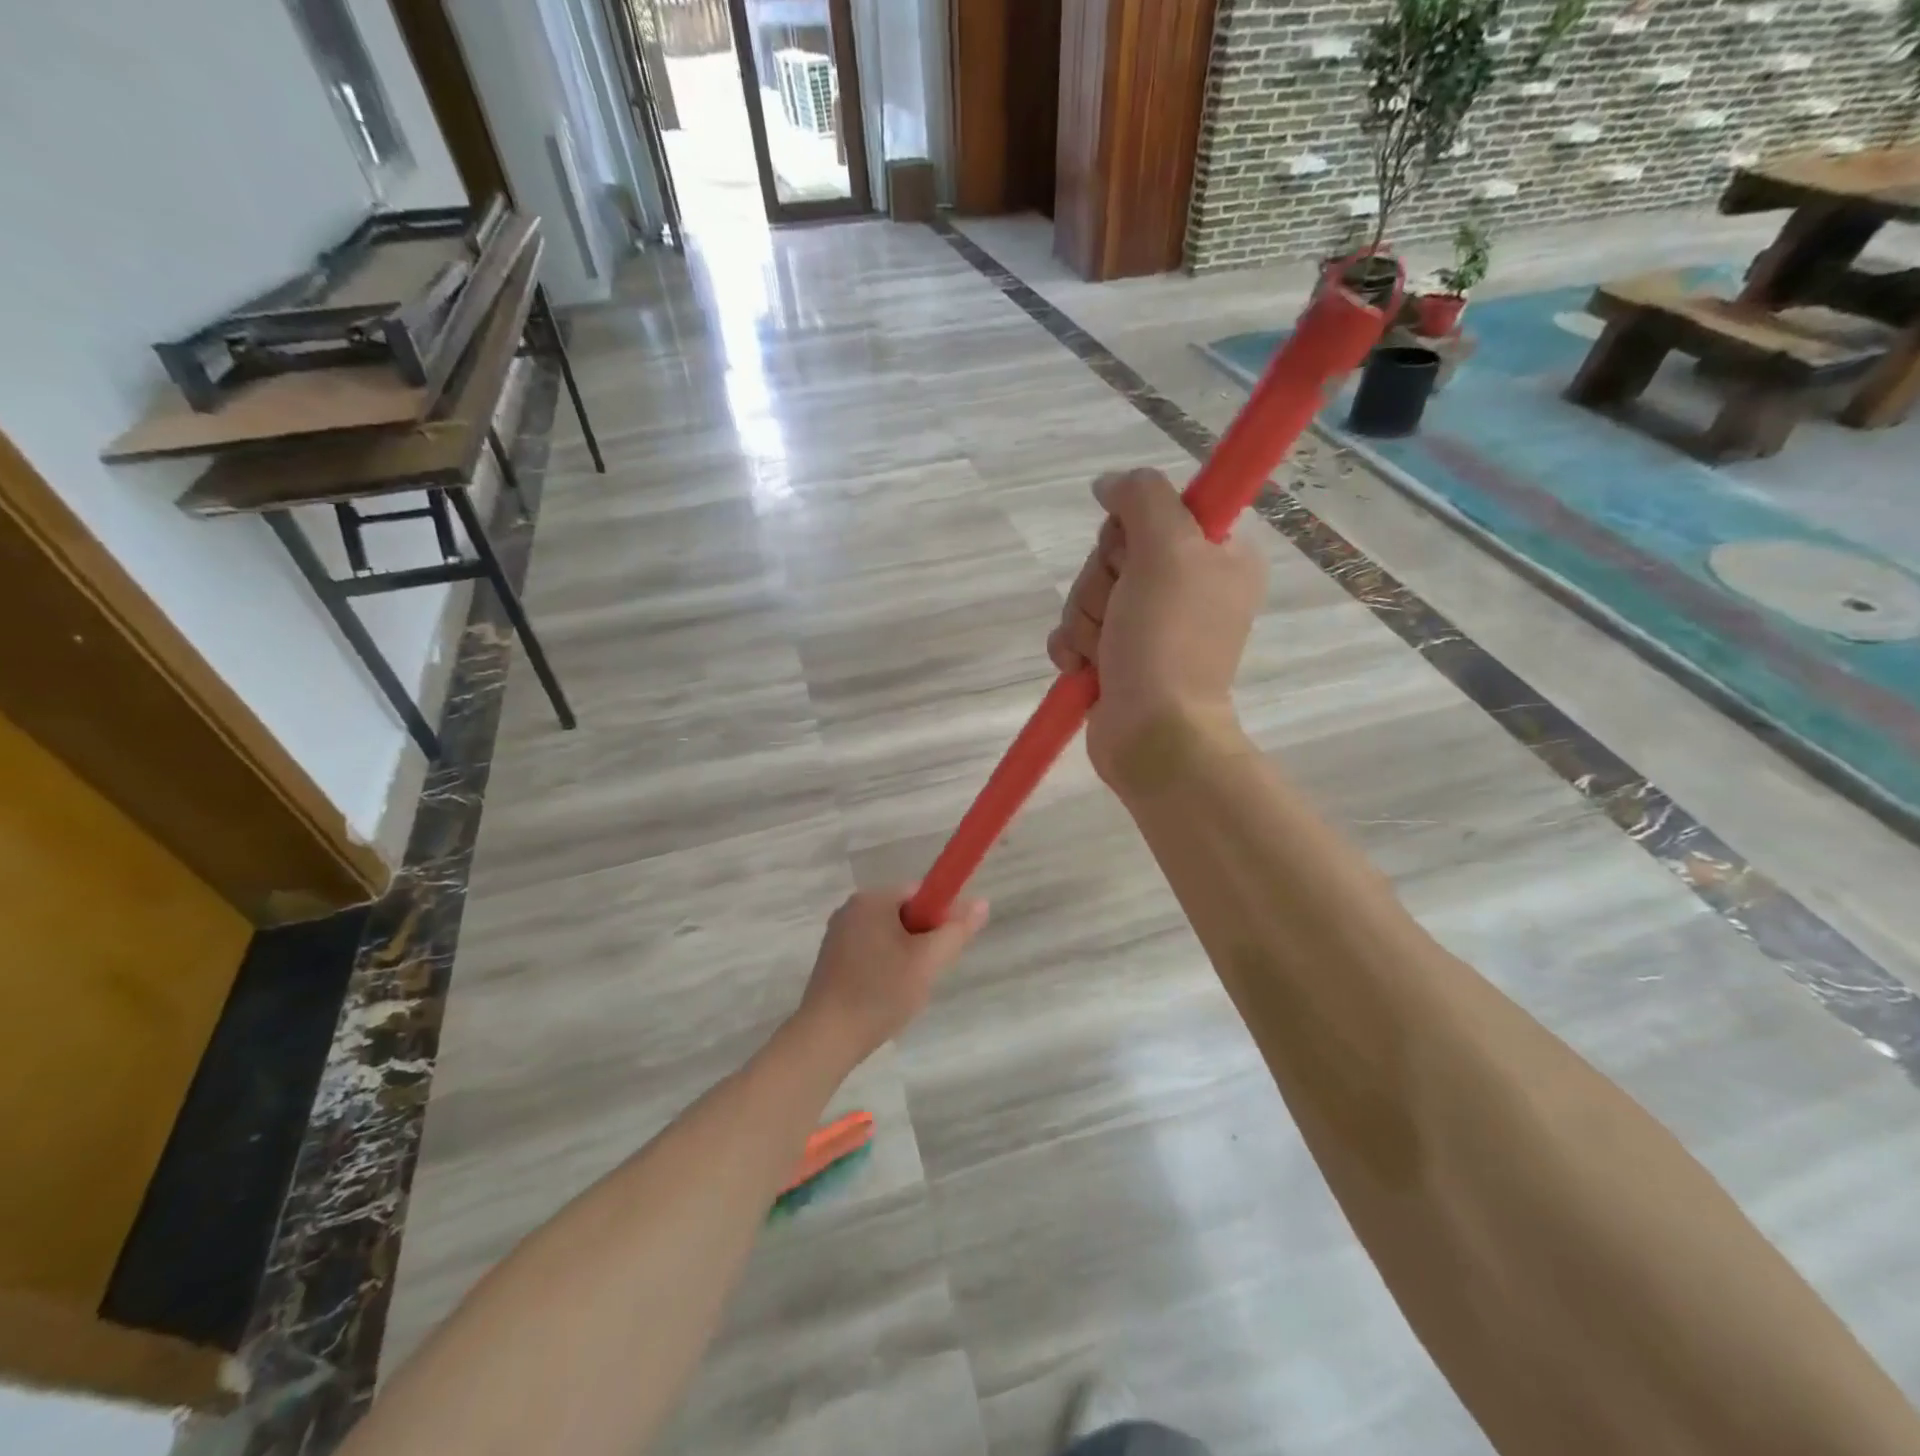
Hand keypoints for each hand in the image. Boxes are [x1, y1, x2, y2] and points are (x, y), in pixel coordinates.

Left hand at [794, 887, 989, 1063]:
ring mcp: (838, 934)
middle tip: (926, 973)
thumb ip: (957, 930)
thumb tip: (982, 902)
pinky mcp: (831, 958)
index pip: (920, 892)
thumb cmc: (880, 993)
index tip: (944, 948)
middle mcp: (851, 908)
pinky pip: (871, 951)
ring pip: (889, 935)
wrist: (826, 1038)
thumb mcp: (928, 961)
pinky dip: (885, 968)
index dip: (940, 917)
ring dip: (905, 957)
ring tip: (905, 989)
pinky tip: (885, 995)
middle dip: (922, 941)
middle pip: (905, 913)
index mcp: (872, 899)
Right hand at [1047, 468, 1267, 784]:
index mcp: (1217, 554)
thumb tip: (1109, 483)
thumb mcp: (1167, 549)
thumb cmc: (1168, 640)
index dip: (1133, 529)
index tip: (1136, 556)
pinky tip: (1083, 666)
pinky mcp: (1119, 656)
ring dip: (1085, 619)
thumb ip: (1142, 496)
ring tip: (1104, 650)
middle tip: (1120, 611)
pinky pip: (1077, 629)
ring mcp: (1151, 624)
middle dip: (1101, 583)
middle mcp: (1187, 584)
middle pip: (1115, 551)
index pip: (1158, 508)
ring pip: (1090, 590)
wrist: (1153, 734)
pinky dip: (1073, 646)